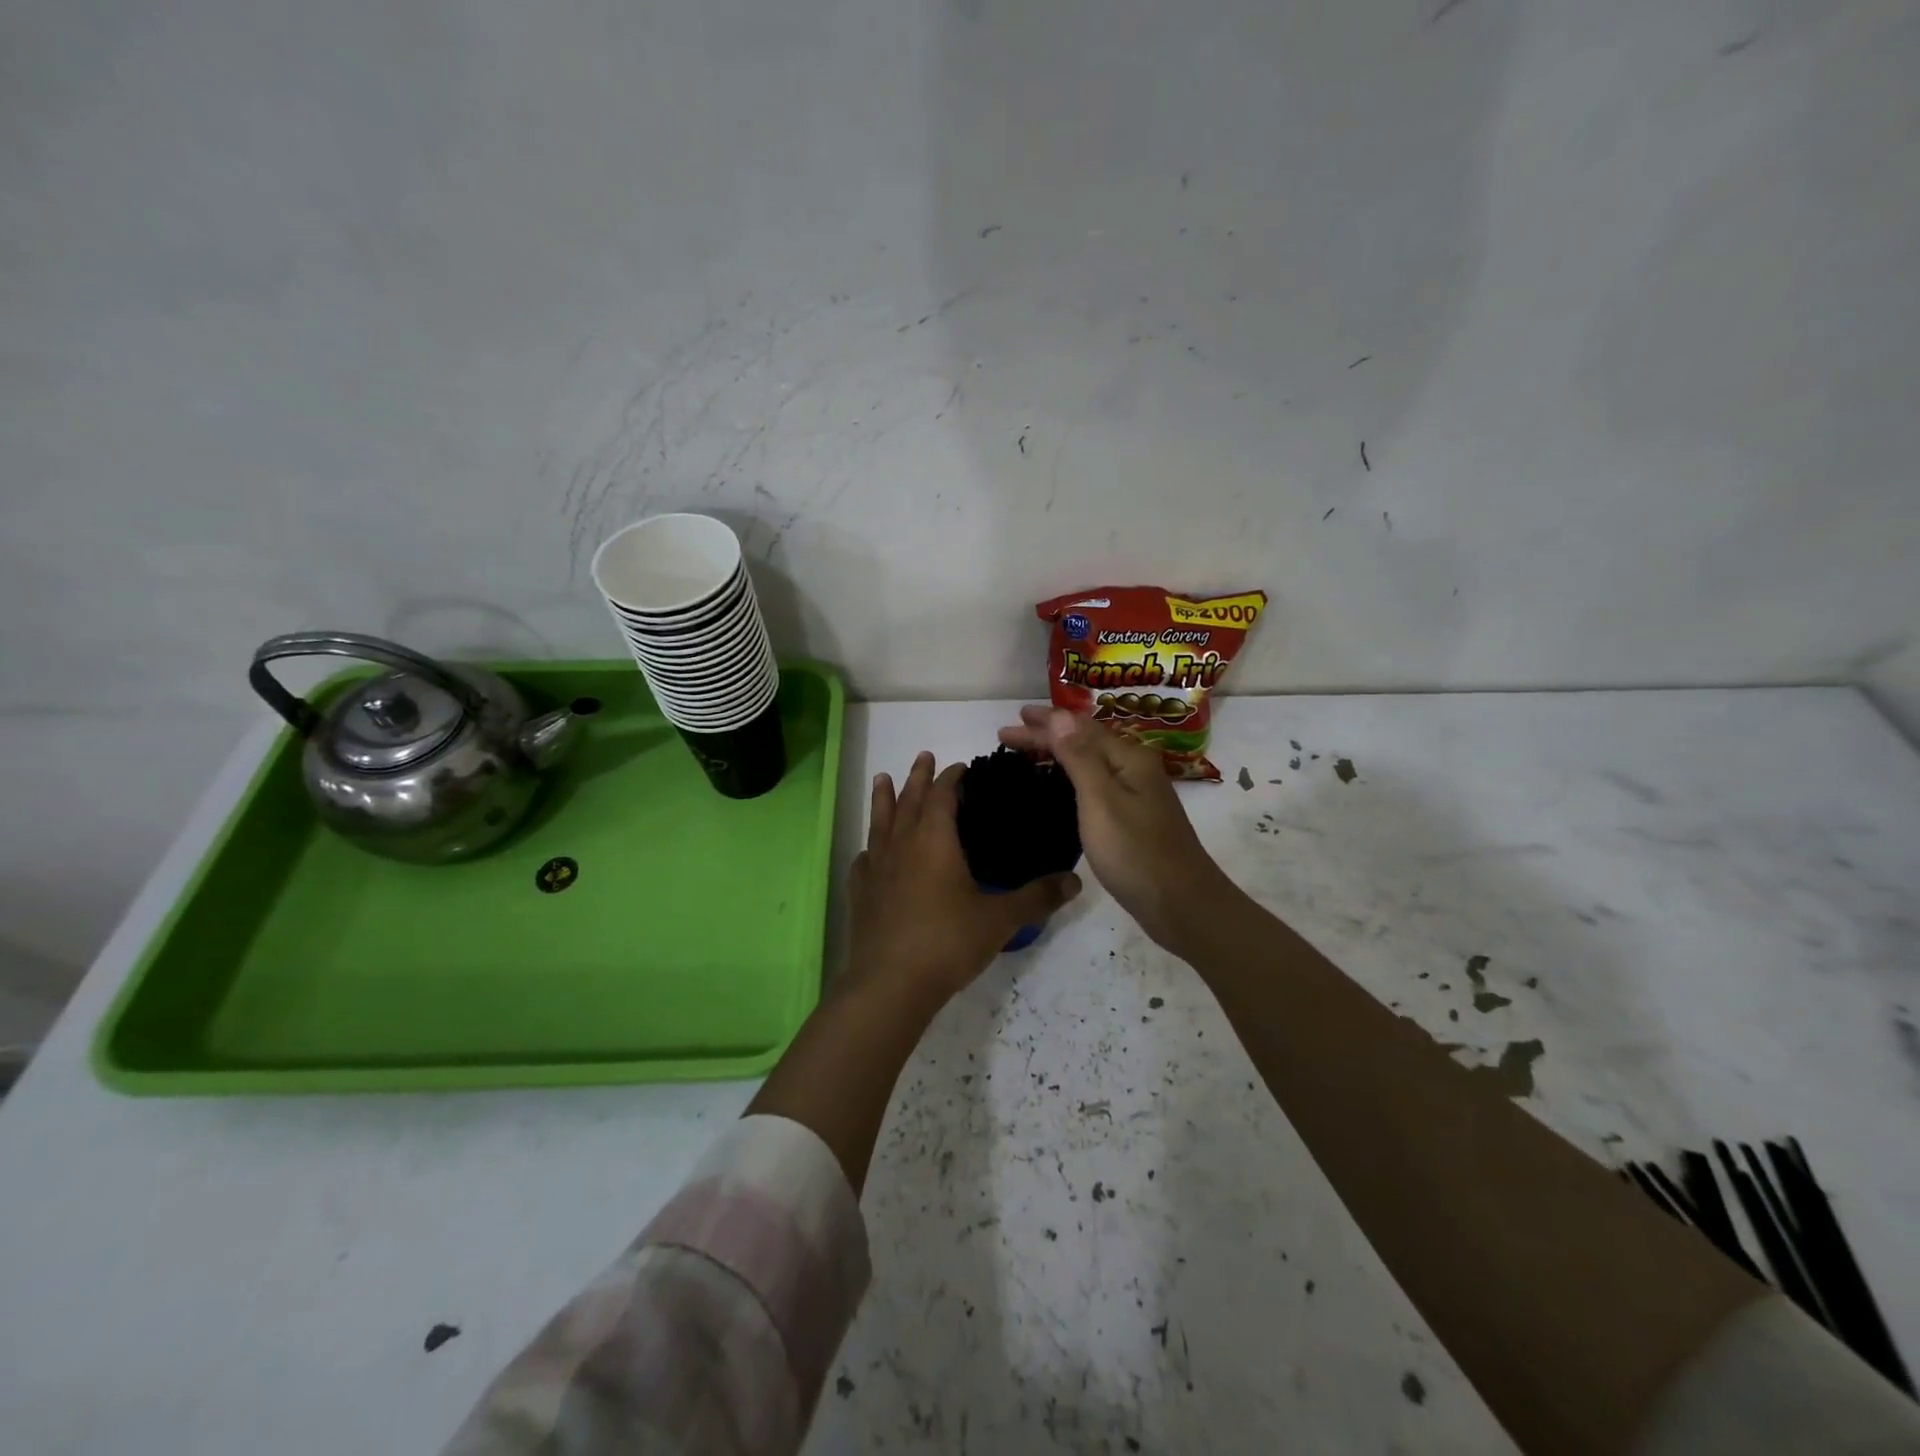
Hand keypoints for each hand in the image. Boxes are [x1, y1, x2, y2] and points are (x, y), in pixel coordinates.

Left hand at [847, 750, 1081, 1008]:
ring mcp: (877, 868)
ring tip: (882, 778)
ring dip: (884, 798)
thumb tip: (1075, 881)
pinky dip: (870, 847)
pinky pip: (864, 859)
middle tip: (923, 756)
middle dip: (918, 776)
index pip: (942, 795)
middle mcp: (902, 844)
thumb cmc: (947, 942)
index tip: (961, 767)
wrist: (890, 984)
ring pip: (880, 821)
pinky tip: (869, 852)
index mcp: (935, 840)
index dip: (952, 777)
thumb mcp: (1000, 919)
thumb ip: (1037, 897)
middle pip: (909, 800)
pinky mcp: (860, 892)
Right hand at [998, 707, 1230, 951]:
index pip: (1078, 729)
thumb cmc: (1135, 852)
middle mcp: (1135, 769)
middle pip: (1085, 742)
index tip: (1009, 726)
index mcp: (1129, 758)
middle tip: (1009, 734)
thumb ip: (1080, 757)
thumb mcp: (1101, 801)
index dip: (1043, 726)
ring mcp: (1137, 794)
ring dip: (1058, 754)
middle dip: (1048, 736)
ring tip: (1029, 753)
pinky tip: (1060, 786)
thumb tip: (1060, 714)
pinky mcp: (1134, 818)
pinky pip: (1095, 784)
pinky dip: (1071, 777)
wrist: (1182, 905)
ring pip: (1091, 763)